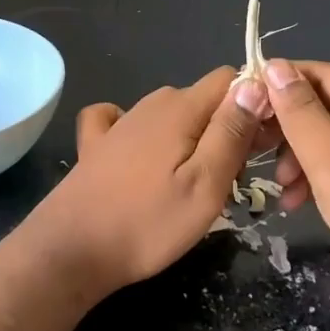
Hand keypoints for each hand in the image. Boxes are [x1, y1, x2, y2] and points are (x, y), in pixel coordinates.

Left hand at [25, 67, 265, 293]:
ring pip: (174, 115)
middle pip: (205, 100)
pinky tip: (141, 157)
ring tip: (192, 186)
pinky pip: (128, 122)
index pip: (232, 80)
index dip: (254, 107)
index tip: (258, 148)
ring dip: (193, 140)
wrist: (71, 251)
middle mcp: (151, 104)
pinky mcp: (96, 143)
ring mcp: (120, 122)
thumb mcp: (205, 185)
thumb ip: (232, 132)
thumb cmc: (147, 224)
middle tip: (229, 181)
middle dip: (227, 129)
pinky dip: (146, 136)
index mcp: (181, 108)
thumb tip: (256, 83)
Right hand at [262, 59, 329, 330]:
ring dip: (301, 156)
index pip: (325, 75)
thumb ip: (300, 113)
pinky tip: (296, 201)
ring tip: (281, 185)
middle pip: (329, 106)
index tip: (245, 102)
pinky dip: (319, 176)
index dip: (283, 83)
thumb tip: (275, 66)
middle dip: (291, 128)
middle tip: (256, 149)